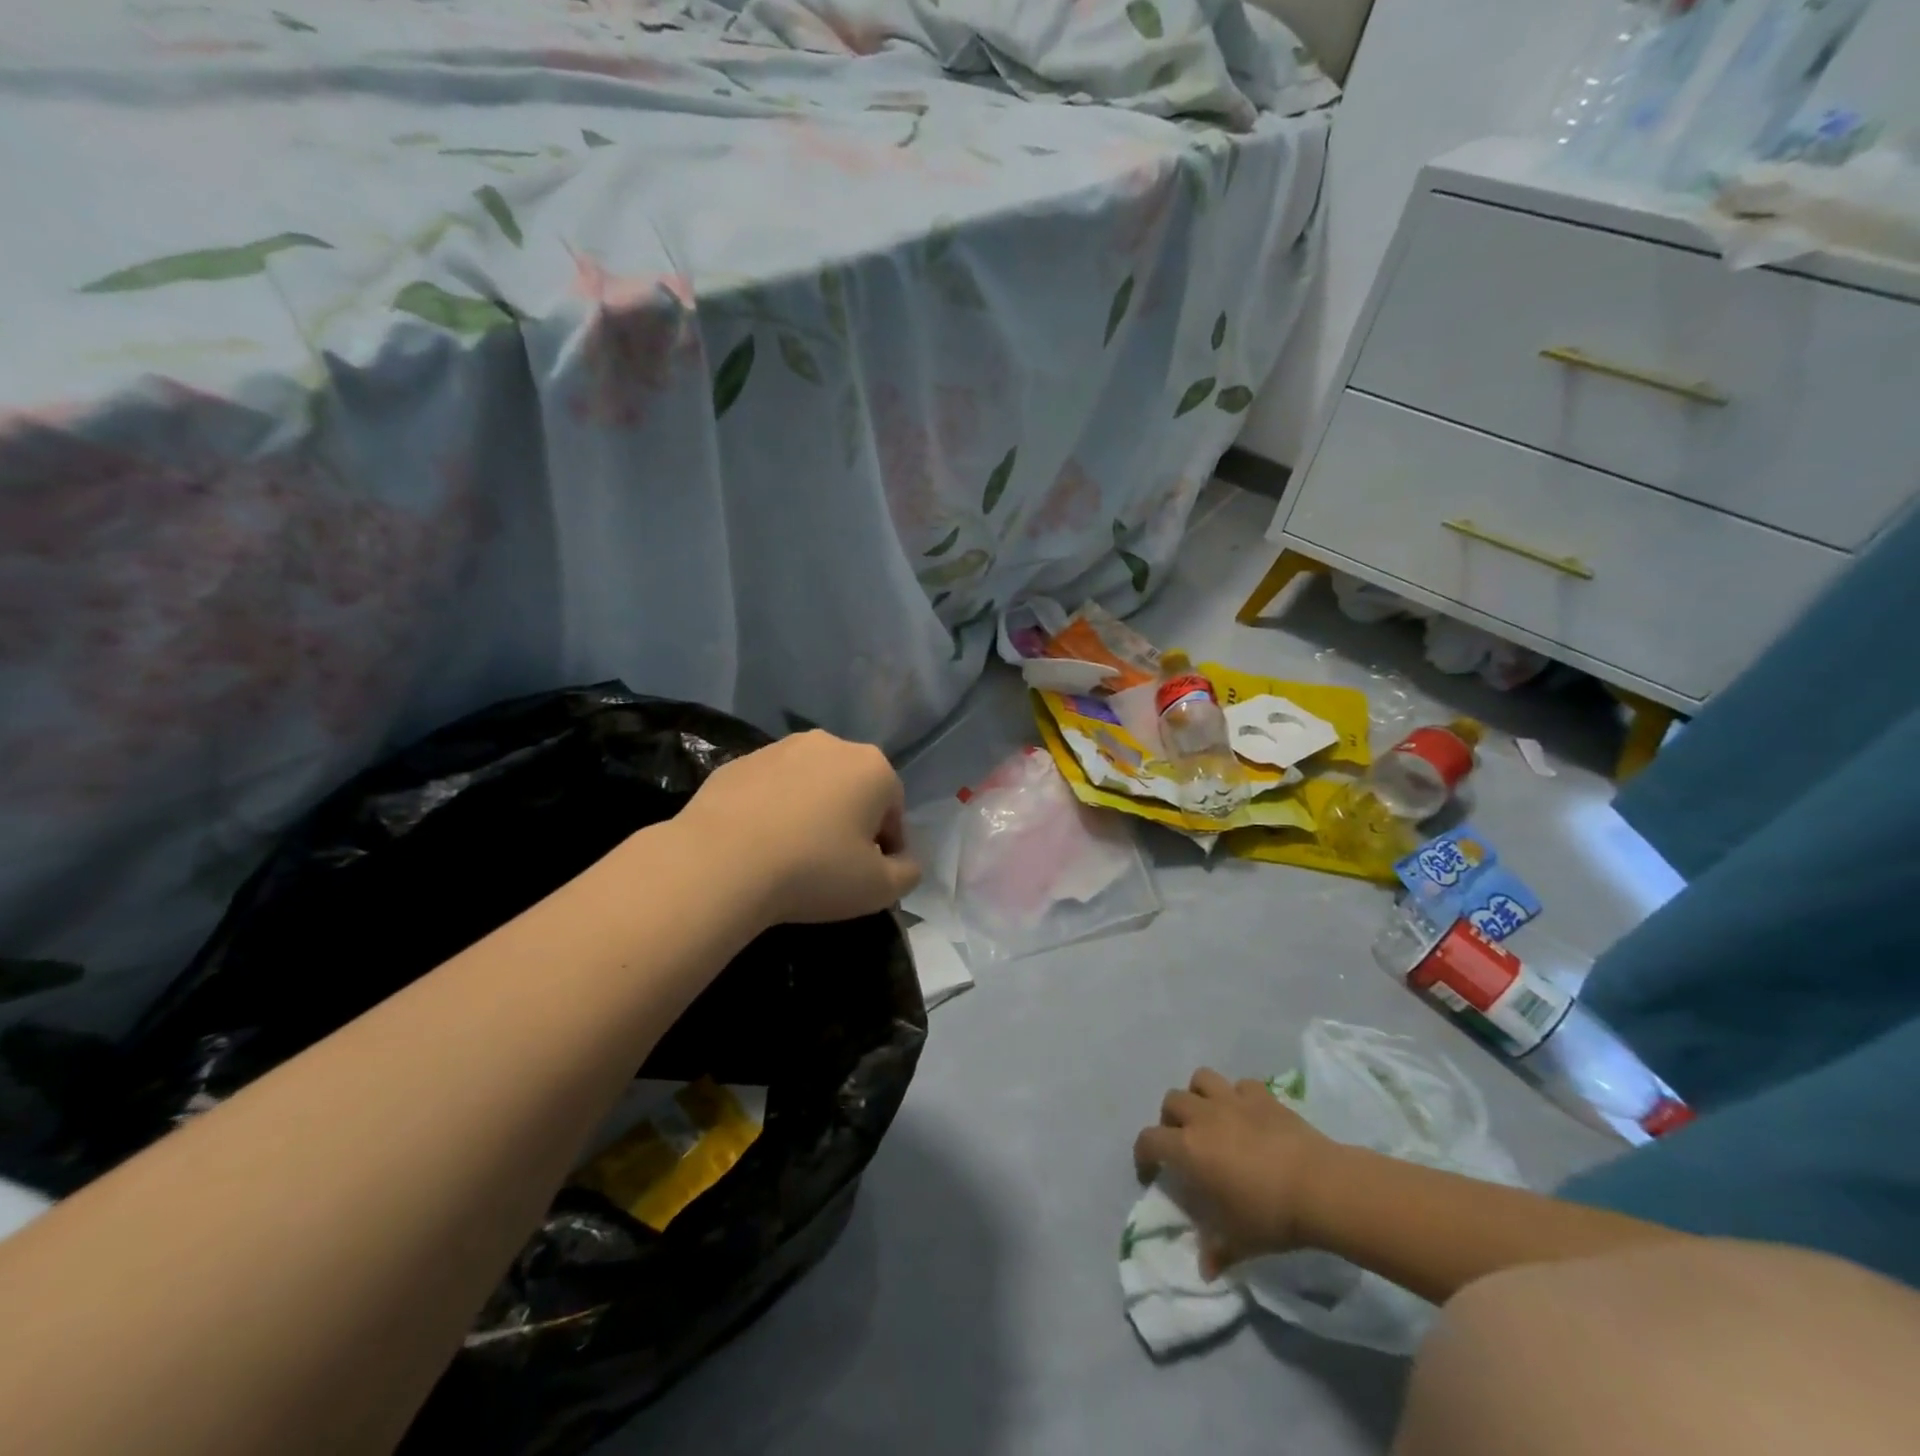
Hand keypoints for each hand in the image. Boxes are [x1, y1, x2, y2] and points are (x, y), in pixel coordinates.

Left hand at [674, 730, 920, 925]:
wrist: (720, 862)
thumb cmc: (814, 871)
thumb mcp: (879, 889)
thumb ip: (907, 873)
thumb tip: (904, 862)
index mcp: (873, 767)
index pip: (894, 810)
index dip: (886, 847)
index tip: (869, 876)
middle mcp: (830, 744)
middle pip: (853, 789)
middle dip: (849, 822)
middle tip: (833, 865)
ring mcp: (780, 748)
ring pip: (810, 785)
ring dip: (811, 813)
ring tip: (792, 855)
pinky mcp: (739, 762)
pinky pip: (770, 789)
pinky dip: (772, 810)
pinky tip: (758, 845)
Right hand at [1133, 1068, 1331, 1278]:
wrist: (1319, 1186)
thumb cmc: (1270, 1215)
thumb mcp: (1239, 1241)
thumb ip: (1216, 1251)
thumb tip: (1205, 1270)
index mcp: (1188, 1149)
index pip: (1149, 1140)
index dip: (1143, 1154)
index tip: (1150, 1171)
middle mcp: (1203, 1117)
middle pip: (1172, 1101)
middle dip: (1170, 1119)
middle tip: (1183, 1141)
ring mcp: (1233, 1100)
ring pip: (1201, 1079)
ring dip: (1199, 1095)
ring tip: (1209, 1116)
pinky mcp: (1262, 1095)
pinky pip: (1240, 1085)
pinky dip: (1238, 1096)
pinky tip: (1247, 1114)